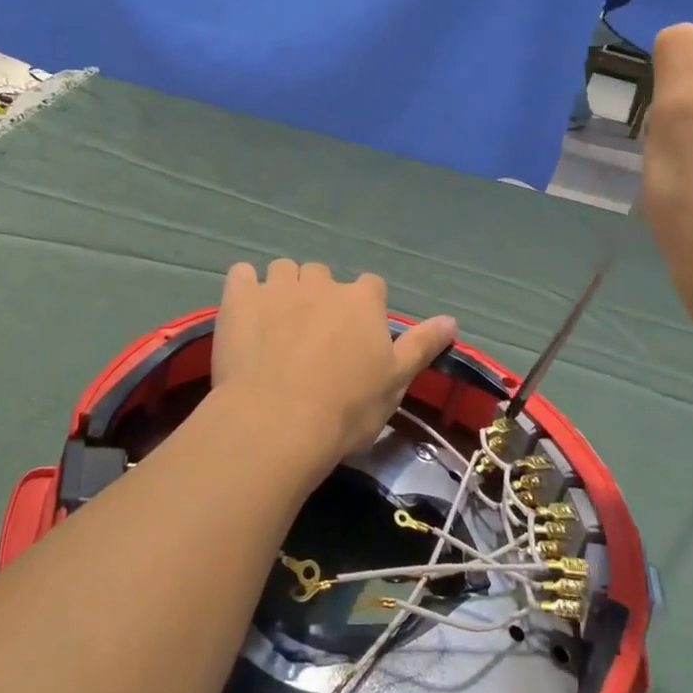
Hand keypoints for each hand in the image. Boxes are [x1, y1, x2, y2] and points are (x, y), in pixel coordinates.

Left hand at [209, 260, 457, 485]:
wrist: (277, 423)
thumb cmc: (345, 409)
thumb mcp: (395, 382)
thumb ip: (421, 345)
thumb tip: (452, 320)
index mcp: (362, 301)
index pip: (370, 287)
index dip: (363, 308)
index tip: (354, 336)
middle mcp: (322, 283)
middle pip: (323, 275)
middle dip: (319, 297)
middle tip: (311, 335)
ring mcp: (278, 287)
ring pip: (283, 270)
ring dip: (283, 288)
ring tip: (275, 323)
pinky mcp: (240, 297)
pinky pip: (241, 274)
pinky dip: (244, 287)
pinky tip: (244, 310)